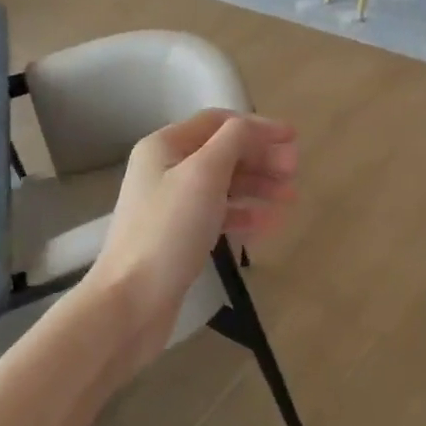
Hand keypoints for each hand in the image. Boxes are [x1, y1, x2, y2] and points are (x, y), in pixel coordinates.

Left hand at [87, 110, 297, 370]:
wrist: (130, 303)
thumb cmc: (168, 231)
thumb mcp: (204, 175)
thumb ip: (235, 141)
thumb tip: (258, 128)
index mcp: (165, 146)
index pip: (219, 122)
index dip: (258, 127)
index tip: (294, 140)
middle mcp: (166, 169)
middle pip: (223, 152)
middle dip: (261, 158)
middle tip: (294, 172)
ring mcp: (171, 205)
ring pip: (224, 184)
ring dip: (259, 186)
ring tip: (290, 198)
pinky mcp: (179, 236)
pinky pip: (218, 214)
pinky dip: (245, 214)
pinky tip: (269, 223)